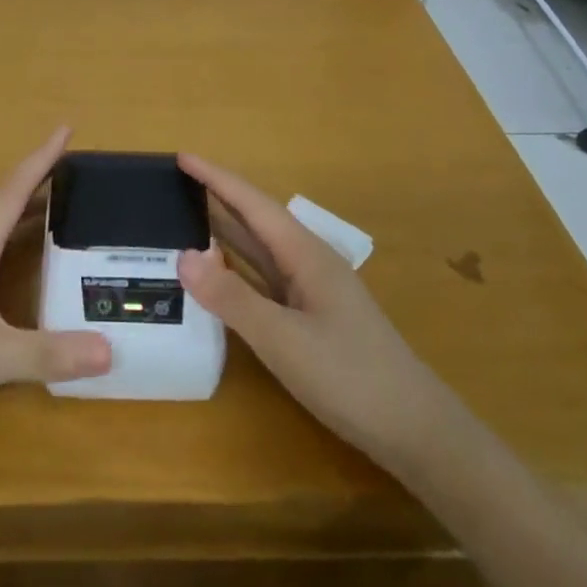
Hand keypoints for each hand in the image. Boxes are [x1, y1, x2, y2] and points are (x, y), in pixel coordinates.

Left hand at [0, 128, 111, 434]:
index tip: (66, 127)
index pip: (13, 190)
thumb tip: (111, 351)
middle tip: (71, 173)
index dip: (41, 159)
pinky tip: (6, 267)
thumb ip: (46, 353)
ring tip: (49, 211)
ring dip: (17, 212)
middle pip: (1, 203)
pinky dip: (1, 244)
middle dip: (36, 183)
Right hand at [176, 154, 444, 462]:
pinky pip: (262, 279)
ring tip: (183, 219)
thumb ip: (231, 297)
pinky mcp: (309, 318)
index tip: (181, 156)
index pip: (252, 204)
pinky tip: (216, 276)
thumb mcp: (283, 339)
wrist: (415, 430)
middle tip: (171, 185)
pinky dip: (234, 270)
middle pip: (254, 221)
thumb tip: (182, 255)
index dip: (215, 179)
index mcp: (305, 254)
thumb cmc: (350, 377)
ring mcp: (310, 291)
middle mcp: (307, 263)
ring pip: (258, 251)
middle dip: (216, 198)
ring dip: (223, 233)